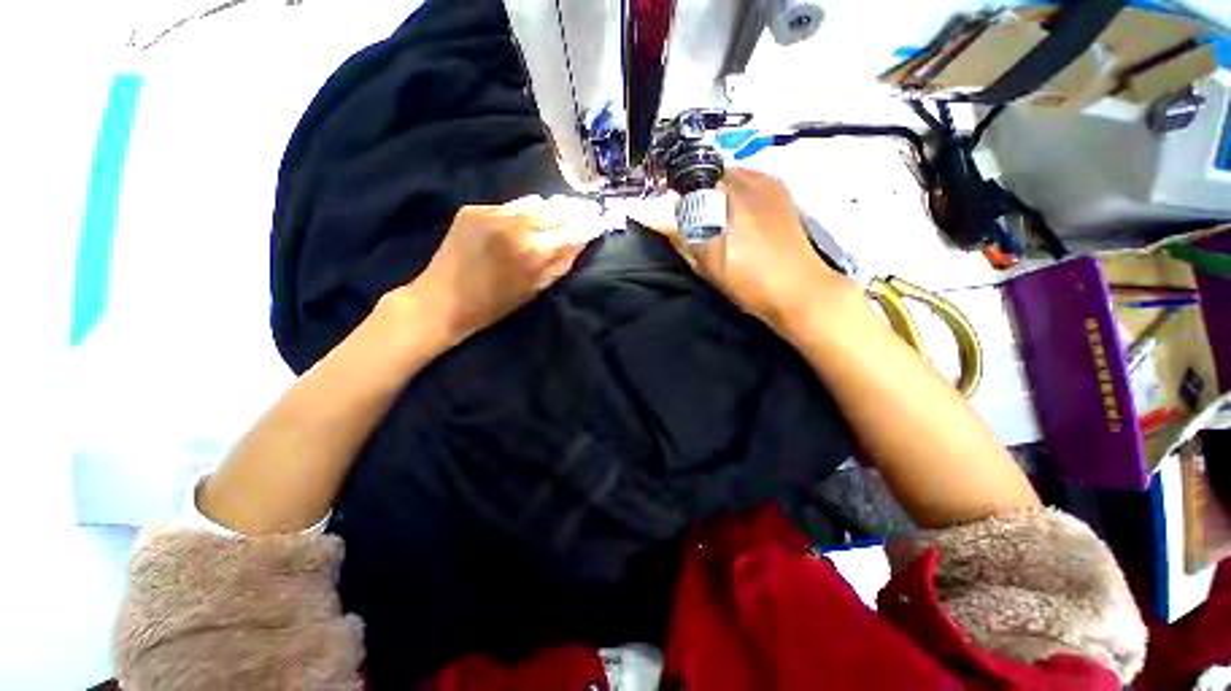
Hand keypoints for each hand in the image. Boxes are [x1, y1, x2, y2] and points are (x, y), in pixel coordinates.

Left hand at [403, 195, 603, 345]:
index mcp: (534, 251)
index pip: (573, 230)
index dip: (589, 224)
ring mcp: (492, 213)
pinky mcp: (474, 209)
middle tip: (587, 209)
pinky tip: (520, 223)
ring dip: (549, 208)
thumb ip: (561, 262)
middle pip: (556, 207)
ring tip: (557, 213)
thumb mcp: (535, 289)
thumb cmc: (495, 304)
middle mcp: (516, 225)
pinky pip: (508, 205)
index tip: (600, 221)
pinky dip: (520, 213)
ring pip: (533, 201)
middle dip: (575, 208)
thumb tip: (581, 241)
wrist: (443, 299)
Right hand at [633, 169, 841, 330]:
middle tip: (690, 219)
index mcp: (731, 195)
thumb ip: (678, 235)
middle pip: (709, 174)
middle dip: (695, 193)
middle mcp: (751, 178)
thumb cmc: (750, 283)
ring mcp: (770, 183)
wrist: (799, 290)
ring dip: (714, 194)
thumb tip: (652, 215)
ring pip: (728, 177)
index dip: (675, 193)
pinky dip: (734, 195)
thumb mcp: (706, 264)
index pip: (689, 179)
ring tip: (714, 221)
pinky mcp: (782, 192)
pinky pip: (747, 183)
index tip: (668, 210)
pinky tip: (736, 219)